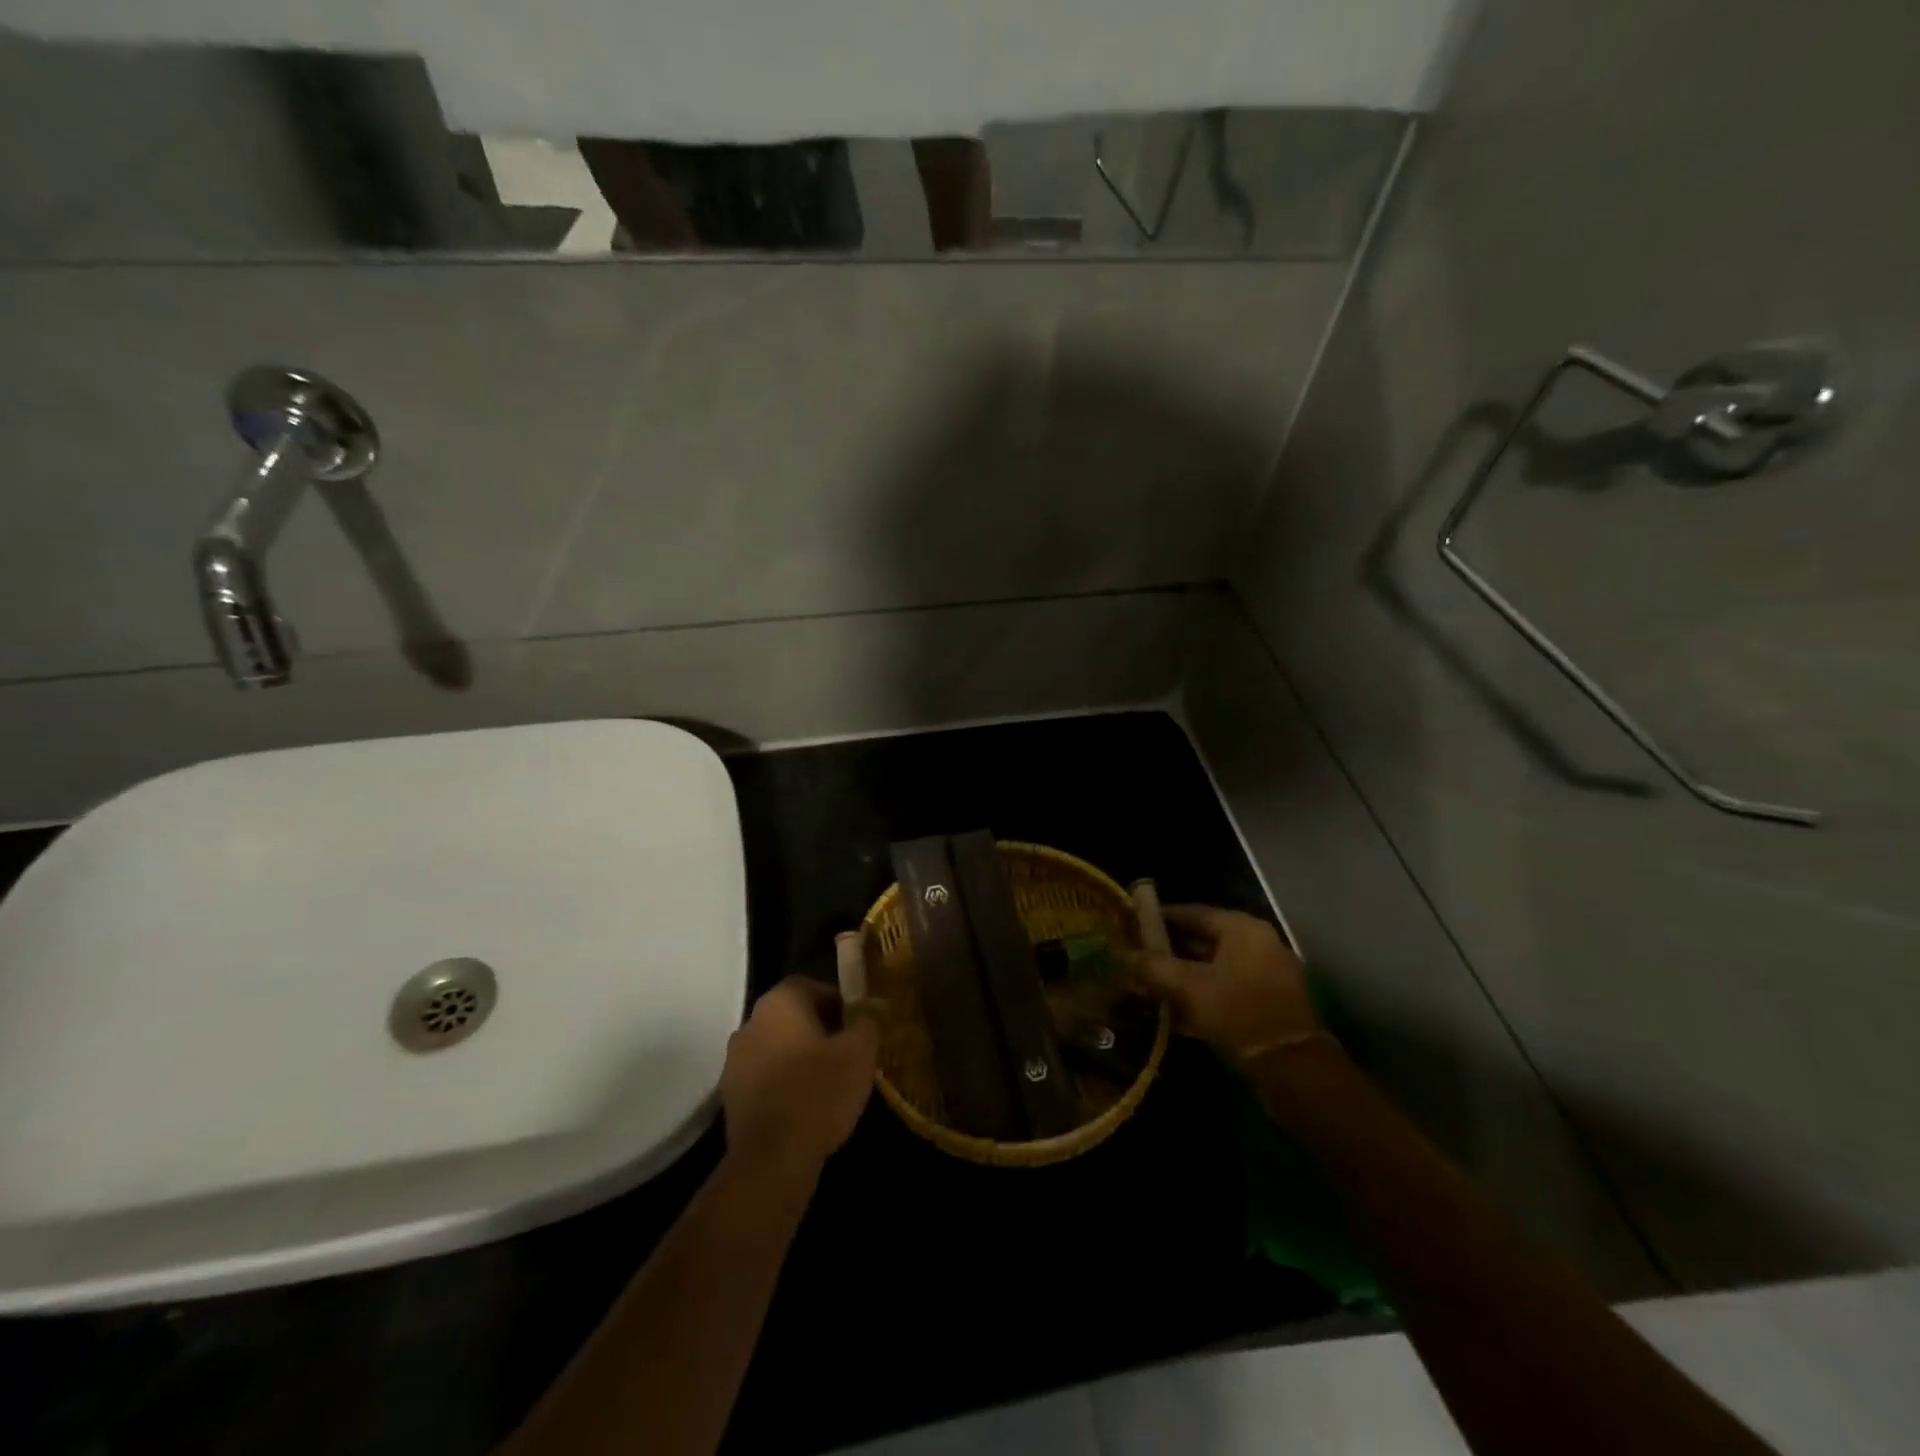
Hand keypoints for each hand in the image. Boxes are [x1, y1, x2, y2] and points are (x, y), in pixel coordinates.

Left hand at [721, 977, 879, 1179]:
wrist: (771, 1160)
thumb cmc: (819, 1093)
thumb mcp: (859, 1052)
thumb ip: (868, 1020)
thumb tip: (875, 1002)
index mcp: (779, 1002)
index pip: (811, 986)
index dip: (839, 1003)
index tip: (858, 1026)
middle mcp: (751, 1022)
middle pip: (793, 1015)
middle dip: (821, 1029)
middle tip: (848, 1053)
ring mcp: (735, 1060)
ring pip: (778, 1046)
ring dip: (801, 1056)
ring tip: (830, 1082)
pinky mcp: (730, 1095)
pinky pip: (765, 1075)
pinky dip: (784, 1082)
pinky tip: (806, 1105)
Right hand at [1136, 906, 1323, 1066]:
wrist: (1292, 1068)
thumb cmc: (1238, 1012)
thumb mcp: (1188, 986)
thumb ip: (1153, 967)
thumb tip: (1125, 956)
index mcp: (1242, 929)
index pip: (1192, 913)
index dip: (1159, 918)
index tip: (1131, 926)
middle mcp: (1256, 945)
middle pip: (1202, 941)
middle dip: (1167, 953)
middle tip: (1135, 960)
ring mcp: (1264, 976)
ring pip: (1211, 970)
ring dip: (1180, 979)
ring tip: (1146, 989)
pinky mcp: (1265, 1006)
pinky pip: (1223, 993)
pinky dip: (1199, 999)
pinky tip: (1171, 1016)